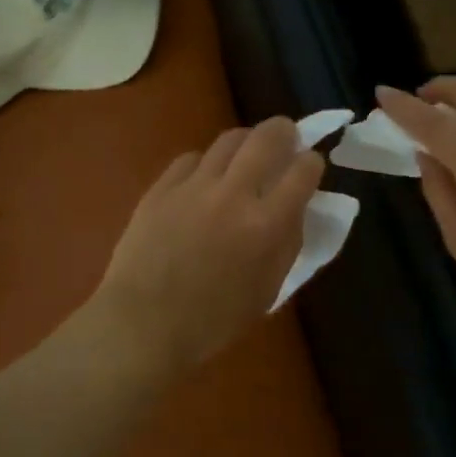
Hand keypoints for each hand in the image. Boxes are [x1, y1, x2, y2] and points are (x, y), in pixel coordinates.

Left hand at [85, 117, 323, 379]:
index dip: (312, 163)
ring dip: (246, 142)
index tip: (310, 165)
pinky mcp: (162, 187)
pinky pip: (191, 159)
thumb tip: (295, 210)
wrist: (143, 324)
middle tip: (286, 138)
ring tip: (246, 154)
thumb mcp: (267, 291)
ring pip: (228, 140)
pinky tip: (205, 178)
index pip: (303, 171)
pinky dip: (206, 163)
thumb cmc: (212, 322)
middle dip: (284, 132)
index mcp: (266, 225)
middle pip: (267, 138)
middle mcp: (233, 194)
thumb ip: (286, 245)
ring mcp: (193, 186)